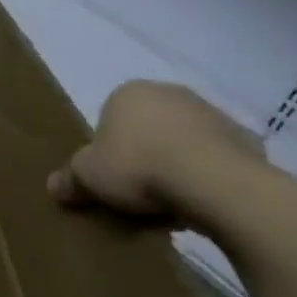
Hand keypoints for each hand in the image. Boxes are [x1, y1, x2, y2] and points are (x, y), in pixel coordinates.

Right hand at [47, 81, 263, 228]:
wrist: (214, 181)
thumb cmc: (139, 167)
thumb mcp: (89, 178)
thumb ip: (70, 179)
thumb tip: (52, 186)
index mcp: (128, 93)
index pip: (109, 120)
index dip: (107, 152)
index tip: (111, 180)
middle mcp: (169, 92)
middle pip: (147, 128)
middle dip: (144, 156)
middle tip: (138, 193)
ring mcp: (210, 112)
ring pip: (183, 142)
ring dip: (177, 165)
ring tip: (172, 204)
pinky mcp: (243, 137)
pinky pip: (216, 158)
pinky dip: (209, 176)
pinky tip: (202, 202)